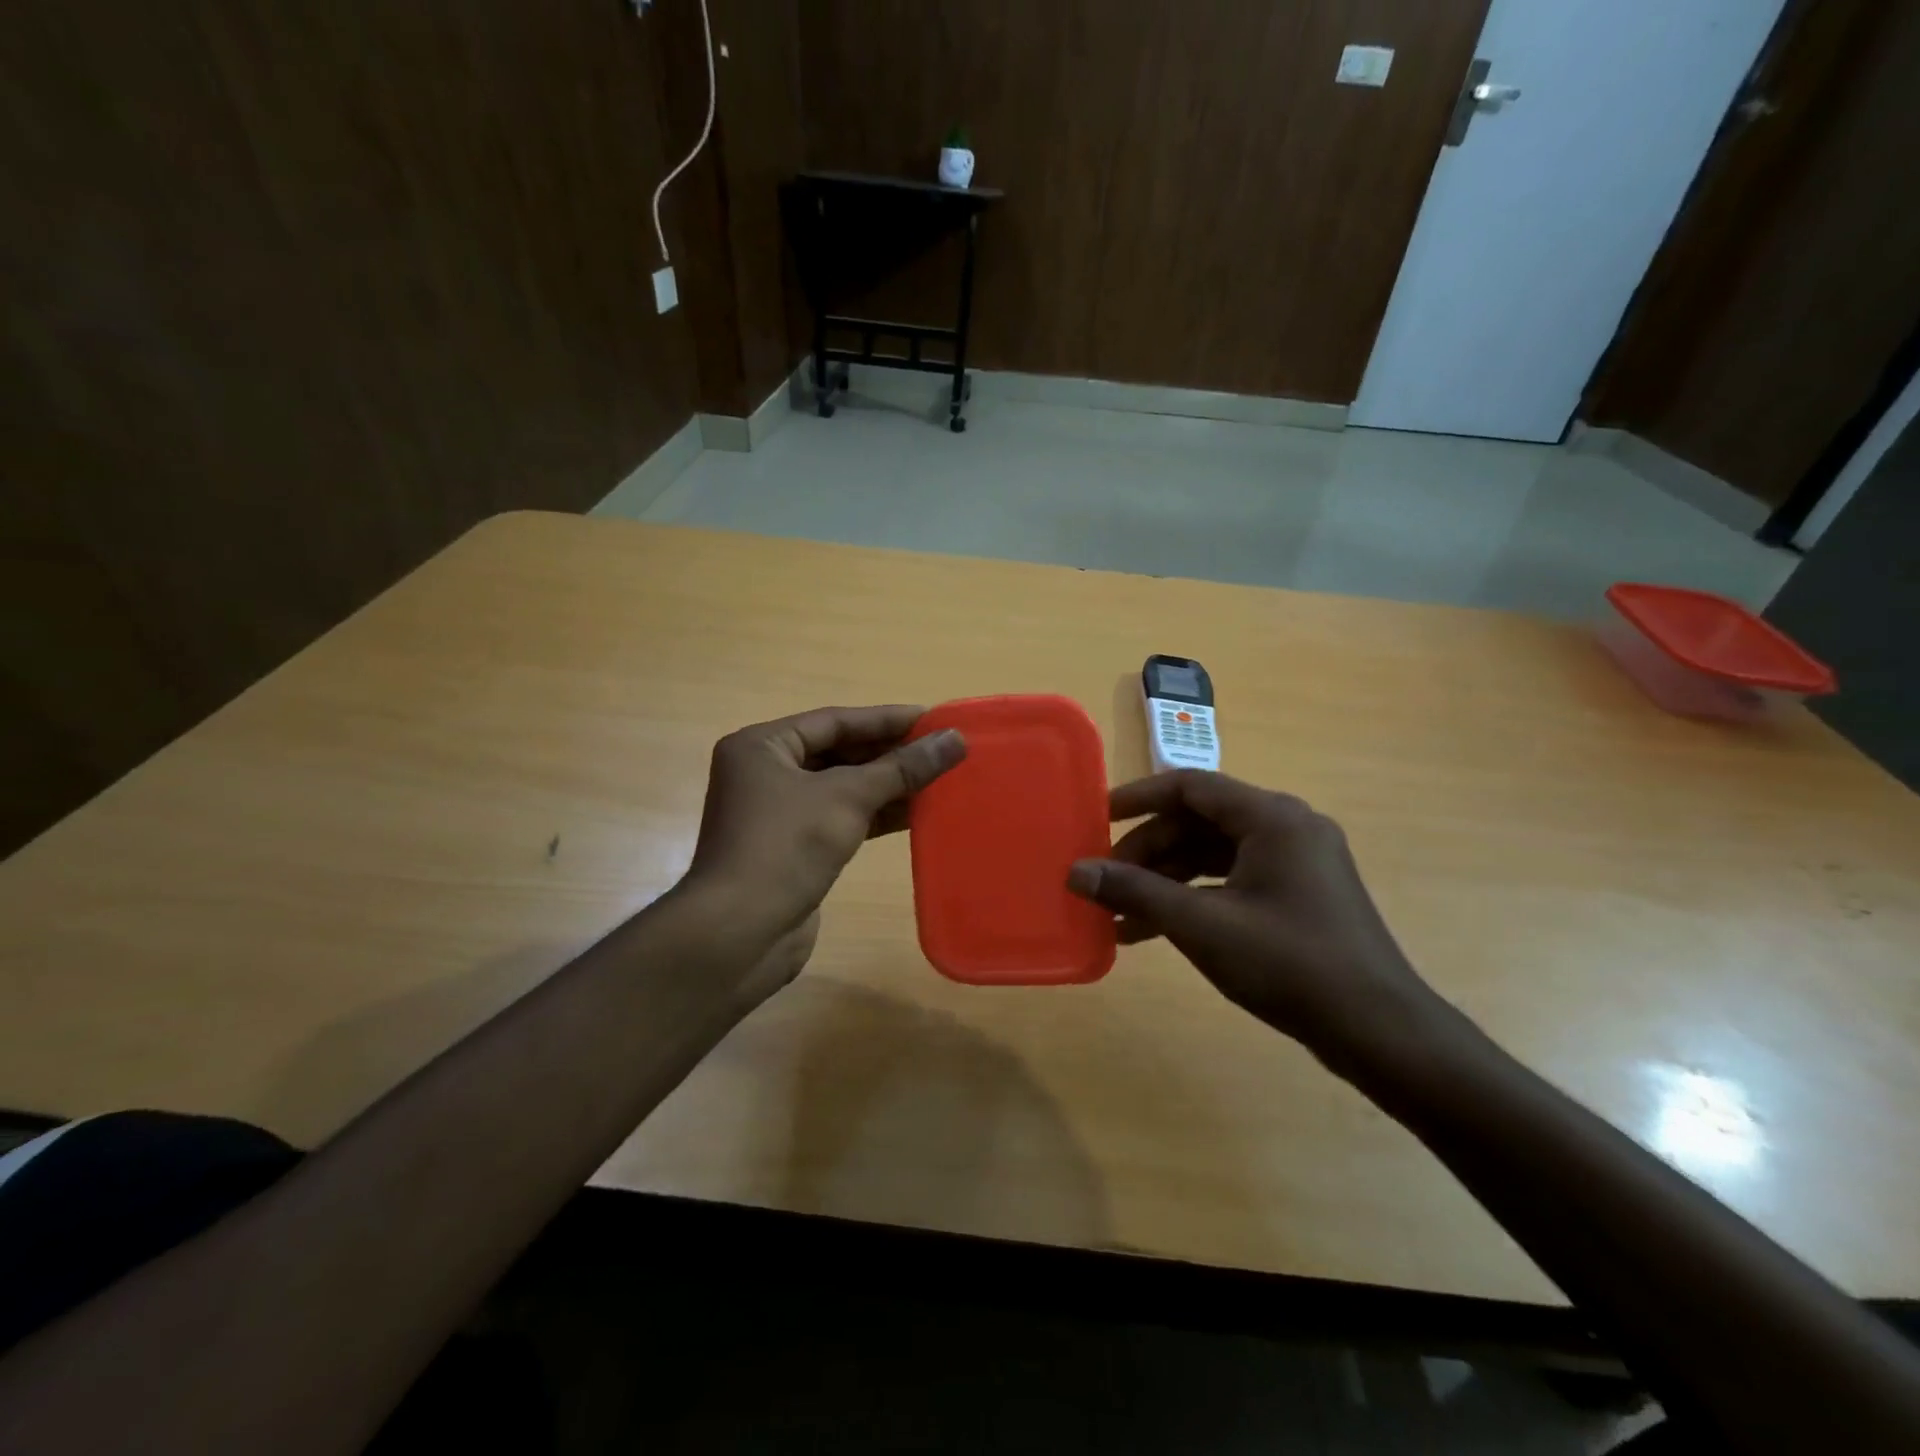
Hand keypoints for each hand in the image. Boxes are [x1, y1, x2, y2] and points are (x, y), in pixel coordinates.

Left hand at [686, 705, 965, 942]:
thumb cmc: (785, 848)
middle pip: (838, 753)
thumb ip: (902, 768)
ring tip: (939, 779)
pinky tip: (916, 814)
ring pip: (842, 789)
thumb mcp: (847, 798)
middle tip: (942, 750)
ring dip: (888, 786)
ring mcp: (778, 815)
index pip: (835, 721)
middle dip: (890, 753)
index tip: (934, 719)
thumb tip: (954, 740)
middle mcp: (765, 774)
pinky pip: (841, 819)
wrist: (738, 935)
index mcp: (763, 747)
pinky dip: (875, 816)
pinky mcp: (793, 850)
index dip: (886, 719)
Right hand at [1066, 771, 1447, 1067]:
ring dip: (1165, 880)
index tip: (1096, 819)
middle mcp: (1286, 827)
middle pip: (1198, 822)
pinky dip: (1193, 898)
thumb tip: (1076, 872)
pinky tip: (1156, 930)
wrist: (1380, 1032)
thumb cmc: (1290, 965)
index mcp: (1271, 817)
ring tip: (1120, 916)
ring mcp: (1296, 862)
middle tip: (1105, 882)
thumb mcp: (1203, 926)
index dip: (1137, 798)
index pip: (1190, 786)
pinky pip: (1231, 880)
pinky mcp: (1297, 894)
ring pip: (1212, 854)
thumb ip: (1136, 893)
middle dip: (1147, 852)